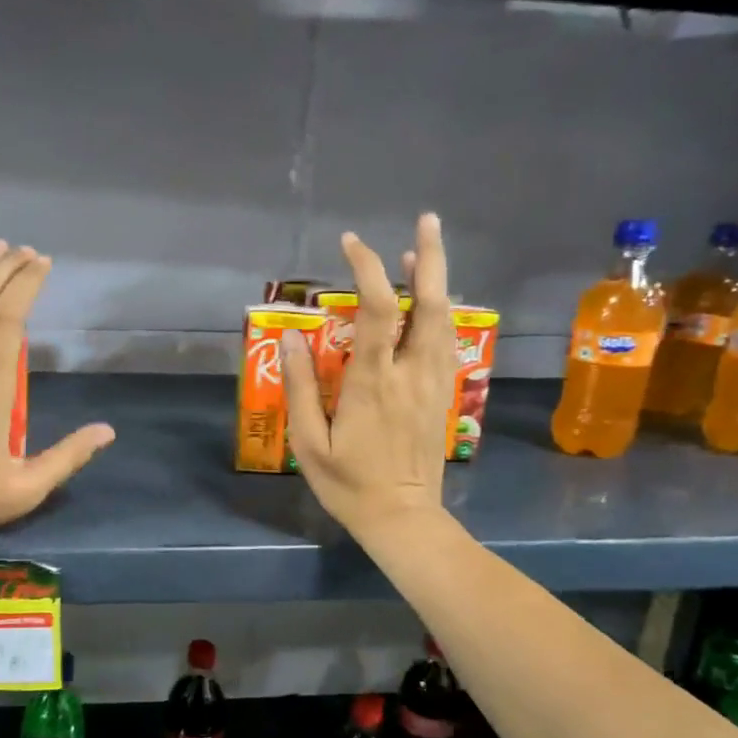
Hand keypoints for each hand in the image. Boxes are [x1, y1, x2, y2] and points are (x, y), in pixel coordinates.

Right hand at [281, 212, 454, 537]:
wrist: (403, 517)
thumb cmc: (348, 484)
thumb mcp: (309, 442)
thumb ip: (300, 387)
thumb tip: (290, 339)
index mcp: (374, 382)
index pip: (379, 310)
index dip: (367, 269)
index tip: (350, 244)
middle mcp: (411, 372)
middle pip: (429, 303)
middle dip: (428, 257)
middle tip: (426, 219)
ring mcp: (434, 383)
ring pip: (444, 318)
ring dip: (435, 279)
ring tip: (420, 250)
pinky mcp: (443, 394)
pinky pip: (447, 341)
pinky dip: (439, 311)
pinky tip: (429, 303)